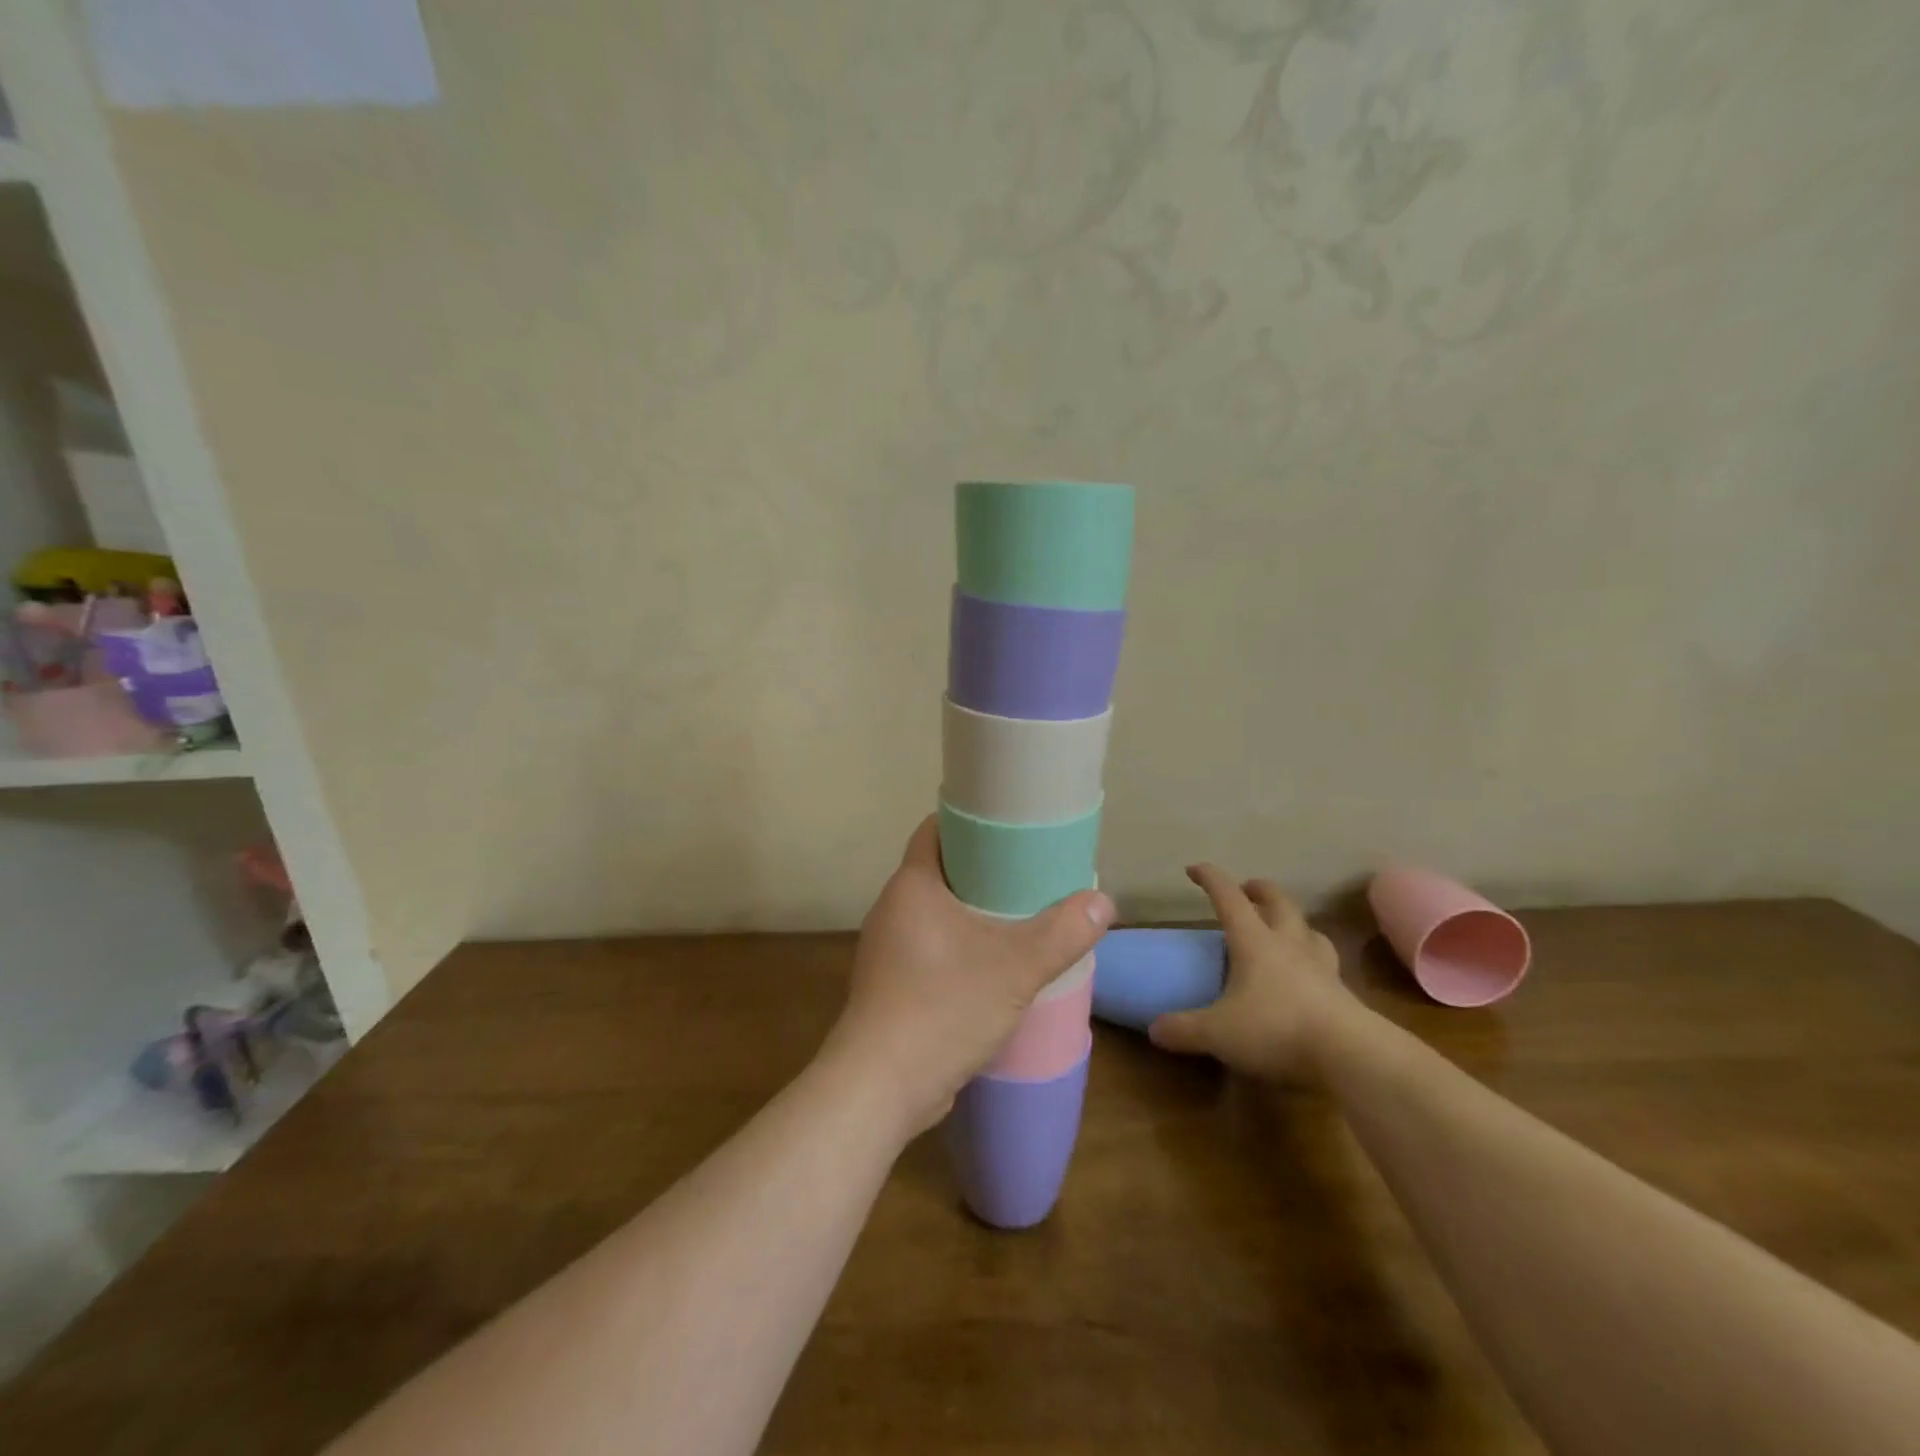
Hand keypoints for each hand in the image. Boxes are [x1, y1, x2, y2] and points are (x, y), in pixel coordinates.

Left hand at [825, 816, 1113, 1136]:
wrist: (880, 1087)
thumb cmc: (943, 1008)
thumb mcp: (1016, 967)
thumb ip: (1062, 933)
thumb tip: (1103, 901)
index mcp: (912, 886)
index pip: (936, 829)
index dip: (971, 821)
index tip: (1011, 826)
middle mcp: (893, 909)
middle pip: (941, 870)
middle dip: (983, 869)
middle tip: (1030, 873)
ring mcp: (888, 949)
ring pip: (937, 913)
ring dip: (974, 912)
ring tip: (1020, 916)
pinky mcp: (892, 984)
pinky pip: (931, 948)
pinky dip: (960, 946)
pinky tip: (993, 965)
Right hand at [1148, 864, 1348, 1081]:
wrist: (1351, 1056)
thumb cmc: (1276, 1029)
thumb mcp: (1218, 1033)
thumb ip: (1183, 1029)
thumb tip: (1154, 1029)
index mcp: (1254, 941)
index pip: (1228, 897)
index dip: (1210, 878)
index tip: (1193, 869)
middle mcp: (1289, 944)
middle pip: (1279, 902)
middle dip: (1260, 890)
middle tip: (1247, 890)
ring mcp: (1321, 967)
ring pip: (1309, 929)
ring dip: (1294, 922)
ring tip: (1283, 928)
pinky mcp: (1343, 994)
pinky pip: (1325, 963)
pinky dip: (1312, 959)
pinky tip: (1306, 975)